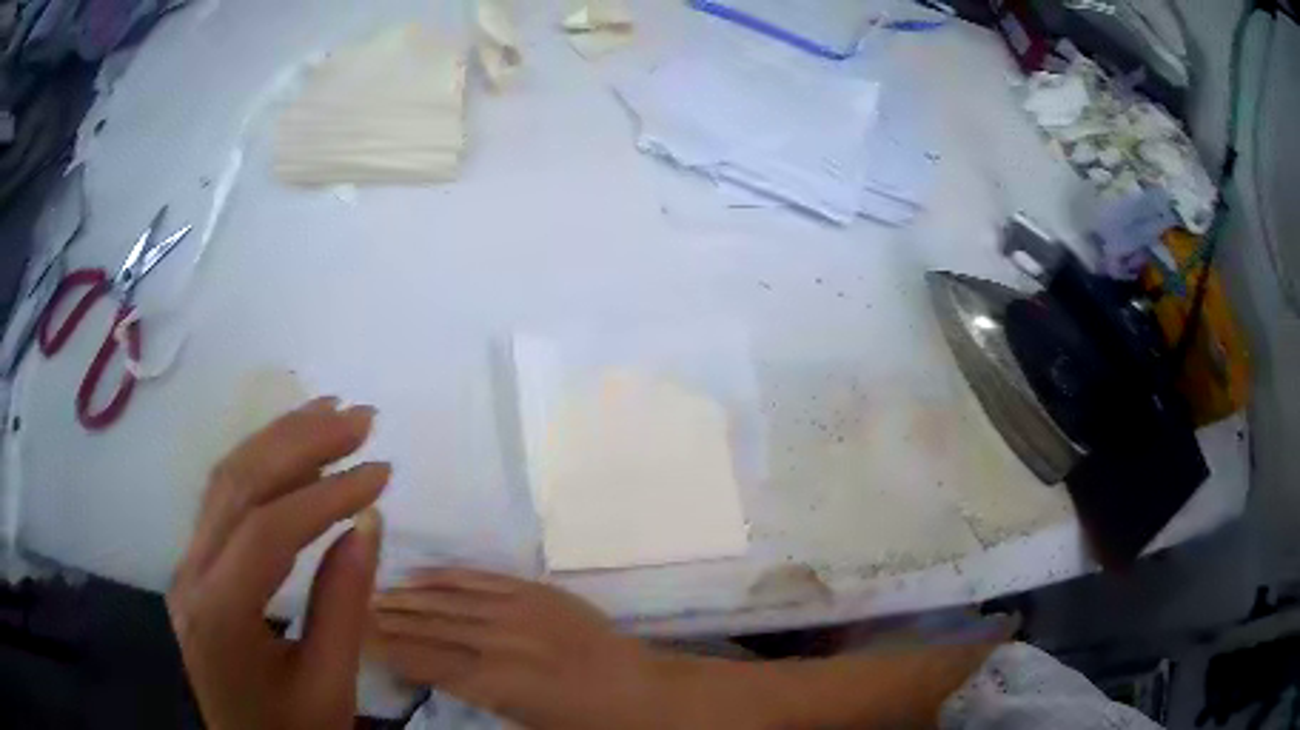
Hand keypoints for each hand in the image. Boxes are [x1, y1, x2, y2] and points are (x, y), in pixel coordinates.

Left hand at [167, 397, 389, 729]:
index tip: (382, 472)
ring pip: (225, 482)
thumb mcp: (329, 687)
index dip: (326, 495)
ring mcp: (188, 567)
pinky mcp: (196, 566)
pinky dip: (261, 467)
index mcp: (221, 617)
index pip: (267, 532)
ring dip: (278, 441)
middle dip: (300, 442)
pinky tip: (293, 453)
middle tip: (359, 418)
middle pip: (237, 486)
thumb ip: (344, 605)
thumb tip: (368, 523)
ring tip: (330, 415)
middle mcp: (192, 576)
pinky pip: (223, 502)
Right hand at [370, 569, 670, 729]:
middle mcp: (499, 641)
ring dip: (407, 596)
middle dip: (386, 617)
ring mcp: (519, 610)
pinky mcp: (537, 591)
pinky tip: (418, 575)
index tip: (352, 633)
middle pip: (428, 626)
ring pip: (448, 600)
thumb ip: (473, 693)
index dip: (385, 646)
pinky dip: (446, 576)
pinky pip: (481, 578)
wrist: (643, 692)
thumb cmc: (584, 723)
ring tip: (374, 592)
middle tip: (348, 607)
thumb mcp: (522, 721)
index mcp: (495, 683)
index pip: (423, 660)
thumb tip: (430, 670)